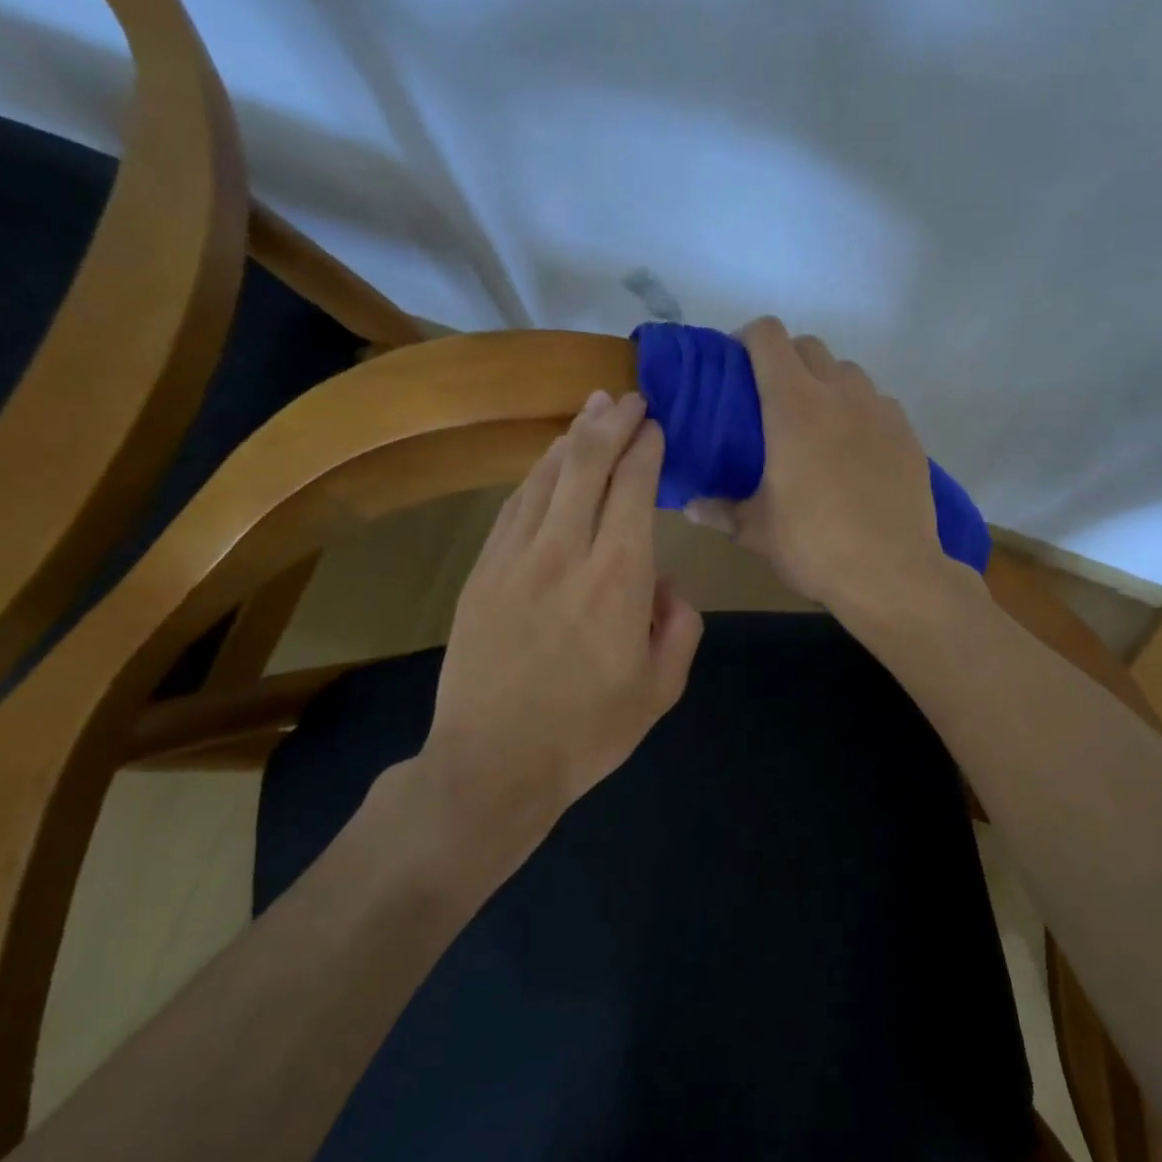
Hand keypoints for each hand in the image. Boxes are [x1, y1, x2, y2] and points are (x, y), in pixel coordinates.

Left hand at [407, 390, 702, 882]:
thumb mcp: (661, 689)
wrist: (494, 763)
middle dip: (610, 424)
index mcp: (618, 578)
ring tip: (591, 411)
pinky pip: (512, 508)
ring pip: (545, 479)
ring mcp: (515, 559)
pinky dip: (535, 477)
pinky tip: (547, 463)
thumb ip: (679, 626)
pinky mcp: (482, 574)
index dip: (646, 449)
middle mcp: (566, 553)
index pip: (634, 490)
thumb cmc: (588, 732)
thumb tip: (665, 584)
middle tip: (627, 397)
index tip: (656, 425)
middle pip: (587, 467)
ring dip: (571, 439)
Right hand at [689, 317, 963, 621]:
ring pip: (847, 373)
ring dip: (825, 384)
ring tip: (816, 426)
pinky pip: (878, 404)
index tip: (737, 367)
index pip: (768, 337)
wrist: (891, 573)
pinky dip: (860, 413)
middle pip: (809, 346)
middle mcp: (840, 393)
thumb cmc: (814, 546)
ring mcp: (880, 410)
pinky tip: (855, 453)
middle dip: (786, 361)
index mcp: (794, 406)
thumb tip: (691, 507)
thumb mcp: (757, 531)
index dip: (748, 339)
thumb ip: (721, 510)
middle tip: (772, 401)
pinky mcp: (908, 434)